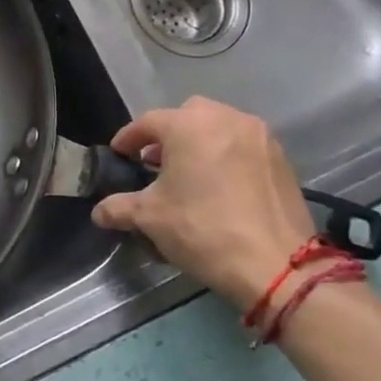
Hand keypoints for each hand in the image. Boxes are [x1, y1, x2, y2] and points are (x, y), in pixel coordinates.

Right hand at [90, 97, 314, 312]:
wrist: (276, 264)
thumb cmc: (202, 229)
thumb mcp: (149, 218)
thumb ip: (119, 208)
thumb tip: (99, 212)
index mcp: (189, 125)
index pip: (148, 122)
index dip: (128, 138)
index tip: (118, 155)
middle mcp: (226, 119)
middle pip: (187, 115)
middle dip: (167, 134)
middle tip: (154, 161)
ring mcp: (259, 136)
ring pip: (219, 127)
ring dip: (199, 143)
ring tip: (187, 173)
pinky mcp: (281, 158)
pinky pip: (243, 145)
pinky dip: (225, 155)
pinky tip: (218, 185)